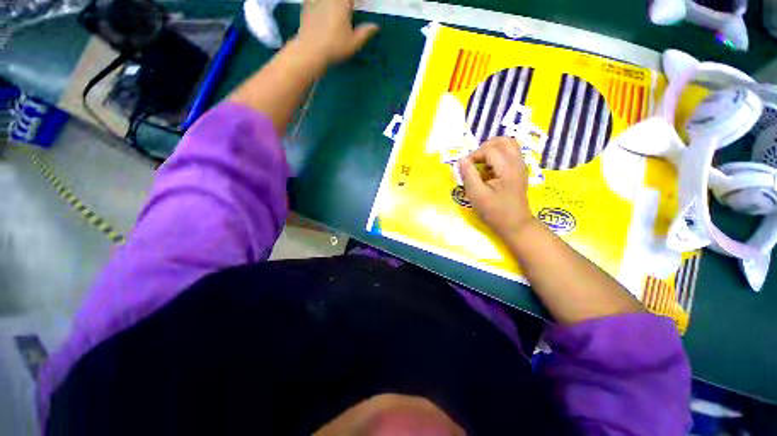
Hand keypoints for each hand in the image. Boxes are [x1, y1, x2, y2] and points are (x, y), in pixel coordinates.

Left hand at [295, 0, 379, 64]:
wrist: (310, 50)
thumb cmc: (335, 47)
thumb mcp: (354, 43)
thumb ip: (365, 32)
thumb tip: (376, 26)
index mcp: (343, 2)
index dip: (359, 2)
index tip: (362, 5)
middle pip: (342, 0)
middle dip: (347, 4)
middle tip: (351, 8)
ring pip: (328, 0)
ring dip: (335, 5)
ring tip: (340, 9)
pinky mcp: (306, 4)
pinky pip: (313, 0)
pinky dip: (319, 4)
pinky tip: (322, 7)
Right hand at [459, 137, 534, 239]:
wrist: (514, 225)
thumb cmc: (494, 211)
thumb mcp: (476, 194)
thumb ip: (468, 174)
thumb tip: (461, 160)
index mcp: (507, 168)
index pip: (489, 149)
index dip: (474, 155)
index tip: (464, 167)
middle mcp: (517, 163)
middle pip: (504, 141)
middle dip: (485, 147)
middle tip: (473, 160)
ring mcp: (520, 167)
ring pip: (509, 145)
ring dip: (492, 149)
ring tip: (480, 162)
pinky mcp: (519, 172)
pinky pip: (510, 154)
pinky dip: (497, 156)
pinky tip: (488, 169)